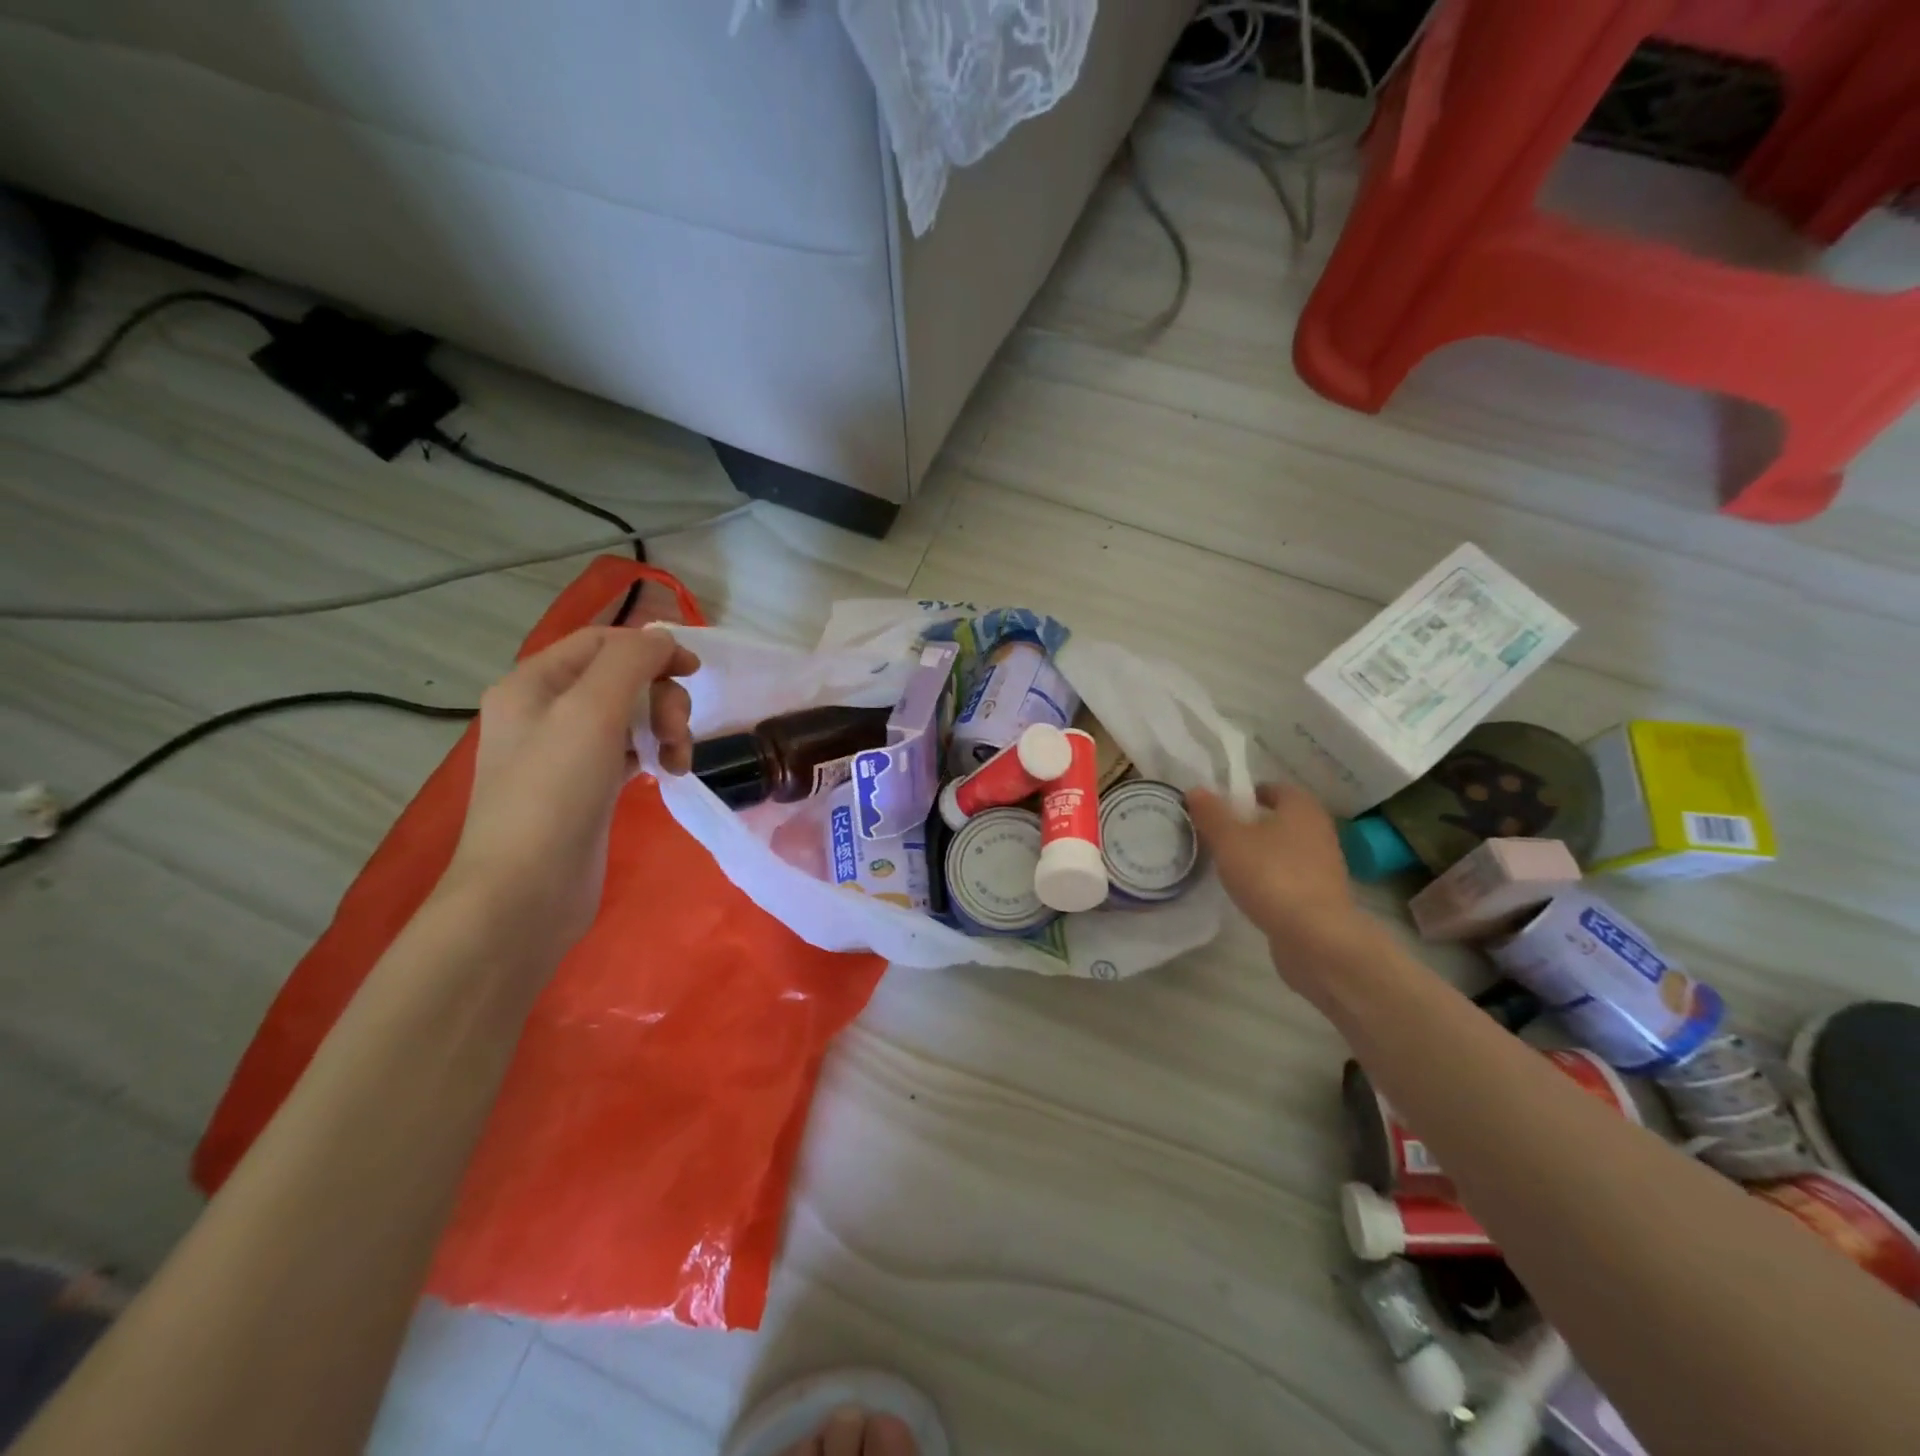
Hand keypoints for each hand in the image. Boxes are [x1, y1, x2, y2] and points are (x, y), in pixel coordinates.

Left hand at [441, 625, 699, 954]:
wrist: (524, 892)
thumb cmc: (554, 793)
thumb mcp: (592, 711)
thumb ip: (630, 662)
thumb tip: (662, 638)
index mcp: (534, 683)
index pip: (601, 642)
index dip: (650, 648)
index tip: (695, 672)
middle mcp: (545, 711)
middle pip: (621, 679)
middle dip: (660, 699)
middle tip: (676, 735)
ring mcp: (564, 753)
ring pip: (630, 716)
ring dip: (663, 728)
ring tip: (676, 762)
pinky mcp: (585, 788)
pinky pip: (628, 751)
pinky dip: (652, 754)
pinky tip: (665, 774)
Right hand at [1188, 782, 1379, 990]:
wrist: (1316, 938)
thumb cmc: (1271, 876)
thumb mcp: (1229, 840)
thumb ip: (1211, 813)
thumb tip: (1196, 790)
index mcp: (1301, 808)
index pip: (1274, 789)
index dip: (1246, 794)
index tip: (1221, 809)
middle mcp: (1319, 831)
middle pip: (1280, 819)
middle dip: (1251, 825)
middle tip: (1219, 836)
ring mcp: (1324, 866)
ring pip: (1285, 850)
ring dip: (1261, 854)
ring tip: (1229, 866)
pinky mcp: (1322, 897)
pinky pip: (1290, 877)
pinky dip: (1271, 880)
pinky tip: (1249, 893)